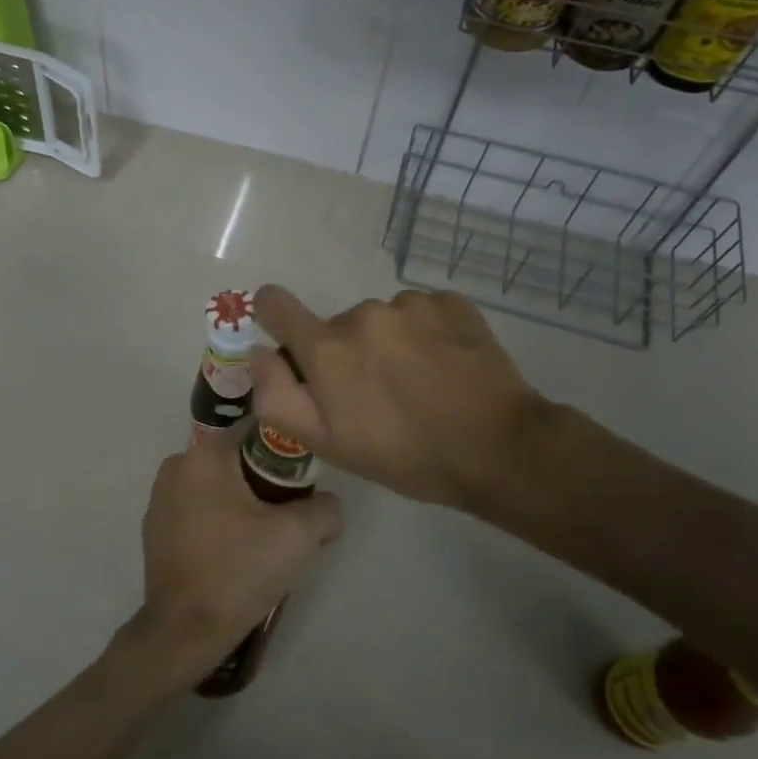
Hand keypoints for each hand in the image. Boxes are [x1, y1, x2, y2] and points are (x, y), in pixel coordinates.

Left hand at [123, 425, 342, 685]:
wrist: (184, 631)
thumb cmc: (239, 571)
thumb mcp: (298, 536)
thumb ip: (326, 508)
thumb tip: (328, 507)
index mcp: (205, 455)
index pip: (256, 431)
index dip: (286, 452)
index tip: (303, 485)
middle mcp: (176, 465)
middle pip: (236, 459)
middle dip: (265, 481)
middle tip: (288, 517)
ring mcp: (160, 497)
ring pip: (216, 485)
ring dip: (241, 502)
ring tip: (263, 540)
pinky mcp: (155, 527)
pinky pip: (197, 508)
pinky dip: (217, 520)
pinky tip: (232, 553)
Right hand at [249, 284, 559, 518]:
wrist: (499, 448)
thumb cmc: (405, 455)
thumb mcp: (328, 444)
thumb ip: (277, 397)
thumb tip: (259, 353)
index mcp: (327, 347)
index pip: (275, 304)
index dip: (273, 316)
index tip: (289, 340)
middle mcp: (363, 314)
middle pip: (337, 326)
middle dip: (346, 355)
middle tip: (376, 397)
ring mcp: (411, 304)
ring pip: (381, 320)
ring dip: (388, 344)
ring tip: (419, 384)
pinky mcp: (451, 303)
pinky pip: (421, 313)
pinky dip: (426, 334)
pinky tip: (446, 367)